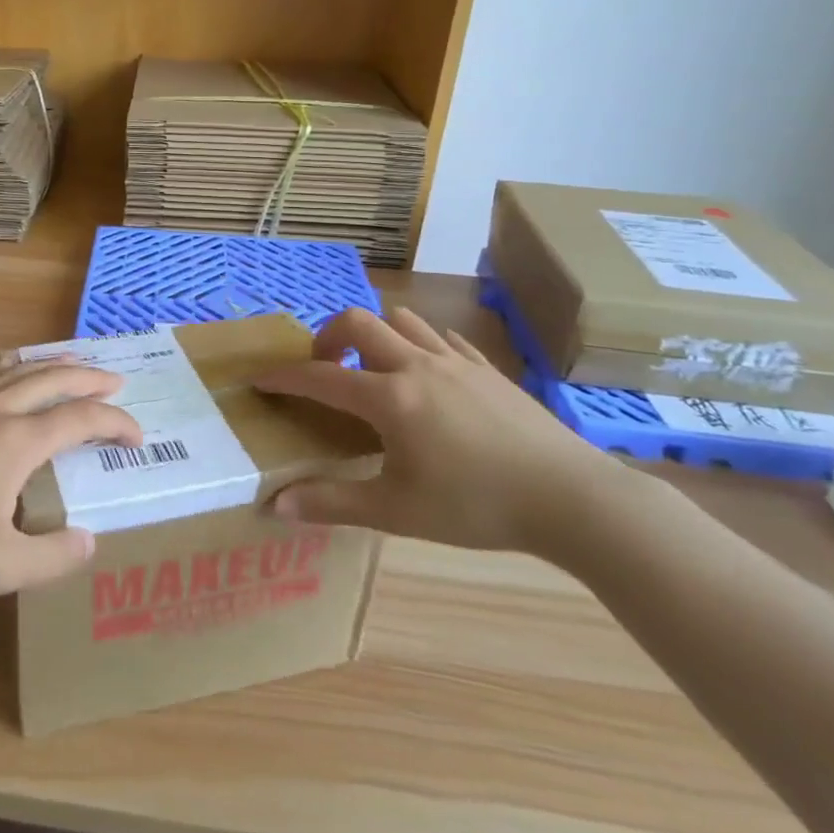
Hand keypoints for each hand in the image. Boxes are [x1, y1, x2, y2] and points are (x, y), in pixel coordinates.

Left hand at [0, 359, 142, 598]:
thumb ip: (51, 557)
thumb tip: (88, 541)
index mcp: (16, 442)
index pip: (80, 419)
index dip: (115, 424)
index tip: (138, 438)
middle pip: (52, 379)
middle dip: (89, 378)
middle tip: (117, 379)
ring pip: (17, 371)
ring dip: (52, 365)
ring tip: (72, 364)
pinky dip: (15, 370)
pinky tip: (7, 380)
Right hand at [254, 306, 613, 553]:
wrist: (573, 499)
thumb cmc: (477, 506)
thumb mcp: (397, 511)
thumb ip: (333, 504)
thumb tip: (274, 507)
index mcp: (389, 398)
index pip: (322, 377)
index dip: (285, 377)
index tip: (260, 379)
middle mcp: (416, 366)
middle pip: (360, 323)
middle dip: (329, 335)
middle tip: (325, 367)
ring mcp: (457, 363)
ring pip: (404, 321)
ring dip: (377, 333)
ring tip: (374, 366)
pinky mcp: (490, 371)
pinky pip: (446, 340)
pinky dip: (423, 344)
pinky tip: (429, 370)